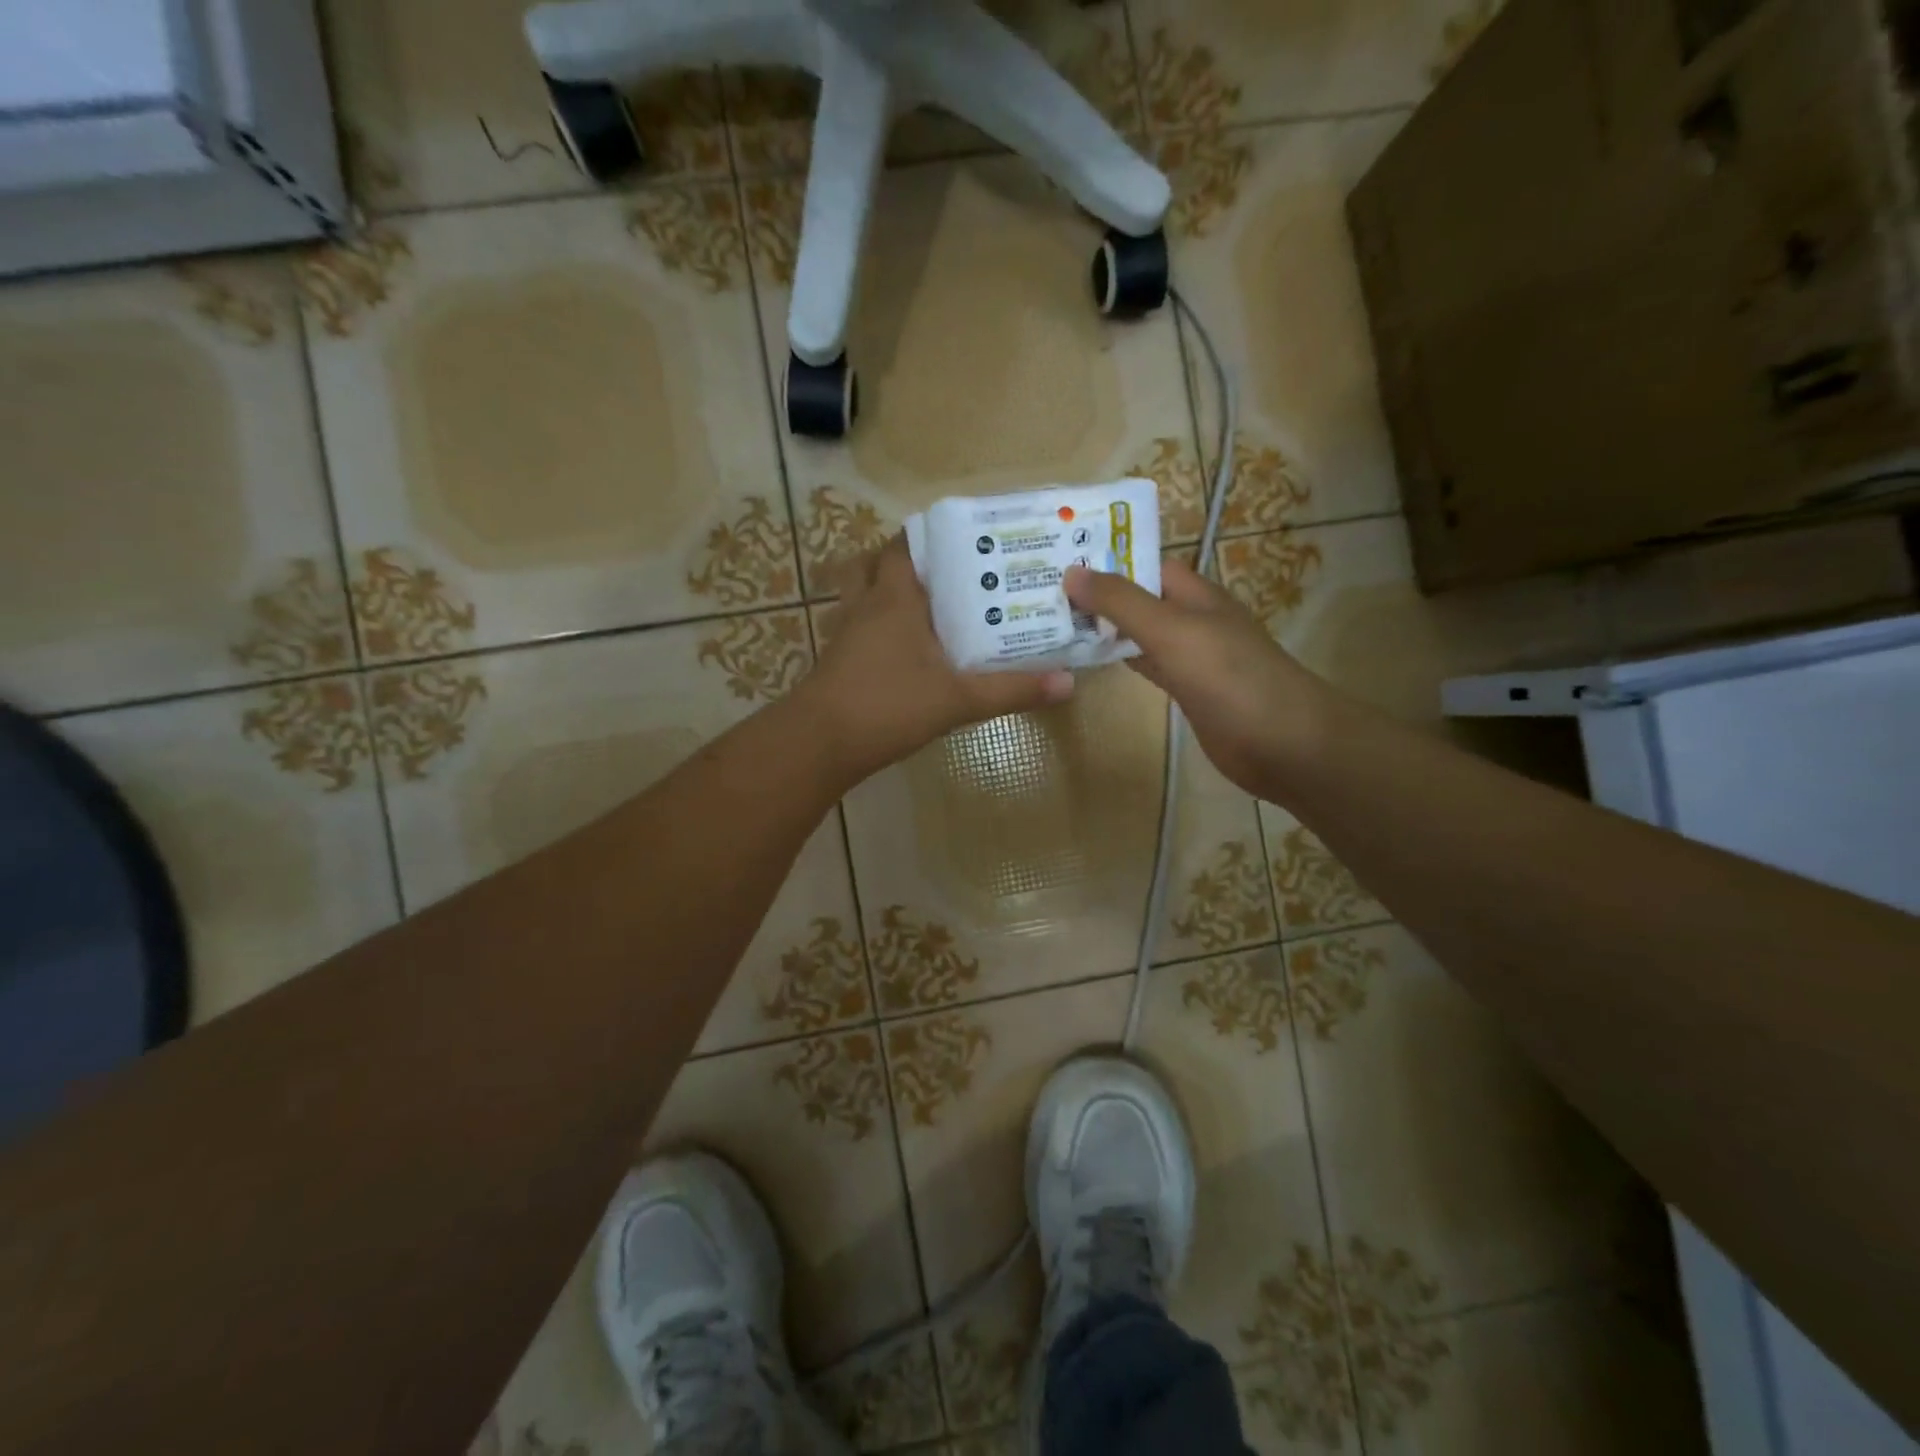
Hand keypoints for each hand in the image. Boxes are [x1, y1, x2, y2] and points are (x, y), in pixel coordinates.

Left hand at [801, 536, 1075, 782]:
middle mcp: (866, 605)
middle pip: (875, 563)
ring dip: (884, 591)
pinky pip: (856, 626)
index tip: (963, 539)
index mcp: (894, 598)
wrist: (819, 744)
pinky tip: (901, 648)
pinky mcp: (837, 660)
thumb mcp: (958, 699)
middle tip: (943, 571)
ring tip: (924, 604)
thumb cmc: (888, 705)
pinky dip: (875, 625)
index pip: (904, 545)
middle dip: (904, 561)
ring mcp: (845, 633)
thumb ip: (1011, 690)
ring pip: (860, 594)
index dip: (928, 535)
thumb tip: (1067, 682)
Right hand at [1064, 558, 1337, 797]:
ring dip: (1104, 629)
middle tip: (1041, 592)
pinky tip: (1089, 661)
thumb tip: (1070, 572)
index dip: (1106, 559)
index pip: (1145, 564)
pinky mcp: (1186, 691)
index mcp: (1195, 594)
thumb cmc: (1230, 677)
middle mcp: (1191, 619)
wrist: (1283, 743)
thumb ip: (1122, 603)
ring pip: (1138, 634)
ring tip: (1053, 621)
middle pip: (1139, 598)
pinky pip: (1146, 665)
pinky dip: (1120, 660)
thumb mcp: (1172, 631)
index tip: (1058, 559)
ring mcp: (1190, 657)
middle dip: (1098, 595)